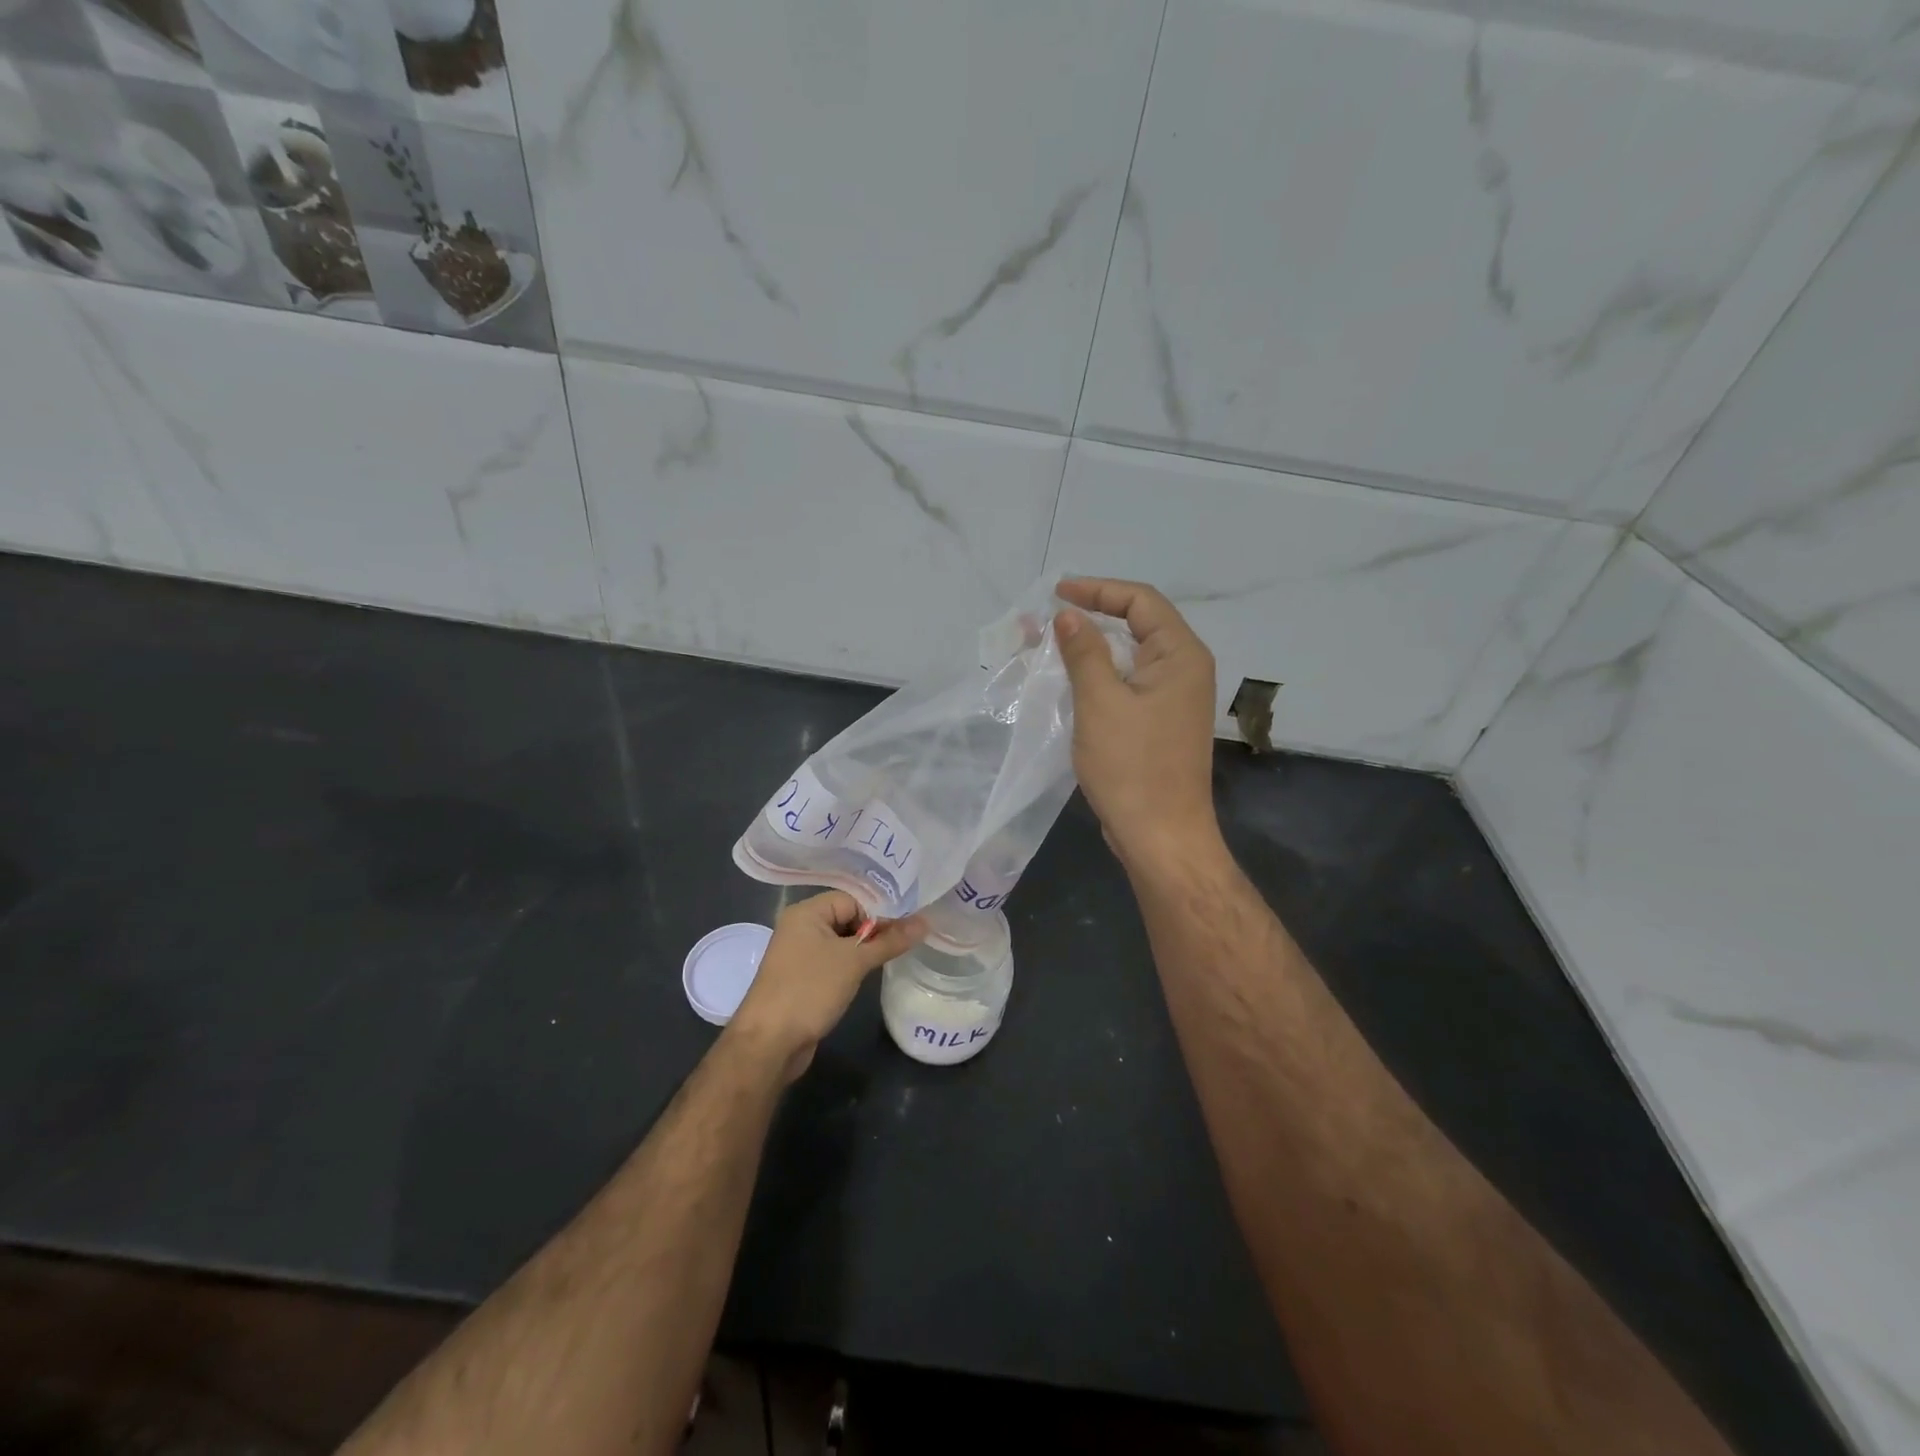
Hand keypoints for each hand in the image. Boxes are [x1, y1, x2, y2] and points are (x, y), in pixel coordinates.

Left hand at [726, 891, 926, 1082]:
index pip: (853, 899)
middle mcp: (800, 927)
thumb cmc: (810, 990)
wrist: (769, 1043)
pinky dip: (851, 965)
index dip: (880, 911)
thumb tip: (925, 922)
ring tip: (894, 956)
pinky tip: (870, 974)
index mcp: (806, 912)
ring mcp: (798, 954)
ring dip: (865, 949)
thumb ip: (890, 940)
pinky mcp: (802, 978)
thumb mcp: (855, 962)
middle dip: (875, 930)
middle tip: (907, 940)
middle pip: (847, 918)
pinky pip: (833, 961)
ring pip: (841, 942)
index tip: (909, 926)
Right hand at [1055, 578, 1220, 868]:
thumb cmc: (1132, 766)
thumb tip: (1068, 615)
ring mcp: (1174, 698)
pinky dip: (1100, 675)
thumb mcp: (1100, 702)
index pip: (1141, 601)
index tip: (1057, 593)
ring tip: (1050, 645)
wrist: (1160, 836)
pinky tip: (1070, 681)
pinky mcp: (1160, 722)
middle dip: (1092, 616)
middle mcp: (1184, 670)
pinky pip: (1128, 683)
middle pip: (1138, 624)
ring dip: (1092, 647)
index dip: (1098, 589)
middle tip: (1048, 619)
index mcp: (1181, 655)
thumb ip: (1084, 652)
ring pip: (1130, 656)